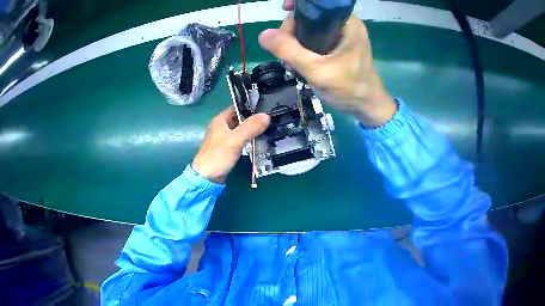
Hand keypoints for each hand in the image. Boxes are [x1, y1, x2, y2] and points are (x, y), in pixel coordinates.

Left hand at [192, 107, 269, 183]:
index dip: (250, 106)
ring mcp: (224, 138)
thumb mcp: (235, 140)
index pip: (237, 107)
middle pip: (240, 118)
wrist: (206, 177)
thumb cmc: (218, 156)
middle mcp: (221, 126)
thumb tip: (267, 115)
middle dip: (254, 118)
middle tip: (271, 118)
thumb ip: (250, 127)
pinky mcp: (227, 148)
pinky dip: (248, 139)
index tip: (266, 107)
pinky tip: (259, 141)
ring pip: (241, 129)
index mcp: (220, 120)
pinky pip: (240, 140)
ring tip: (269, 128)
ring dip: (252, 129)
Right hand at [259, 1, 396, 125]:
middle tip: (286, 51)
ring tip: (291, 61)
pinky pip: (315, 39)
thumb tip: (264, 35)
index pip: (319, 4)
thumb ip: (290, 51)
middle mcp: (345, 25)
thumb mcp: (317, 70)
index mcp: (347, 23)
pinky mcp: (338, 46)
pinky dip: (303, 47)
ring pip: (311, 29)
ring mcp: (342, 36)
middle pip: (312, 16)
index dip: (300, 5)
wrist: (366, 107)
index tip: (284, 10)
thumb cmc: (349, 88)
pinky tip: (298, 61)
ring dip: (296, 41)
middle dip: (294, 29)